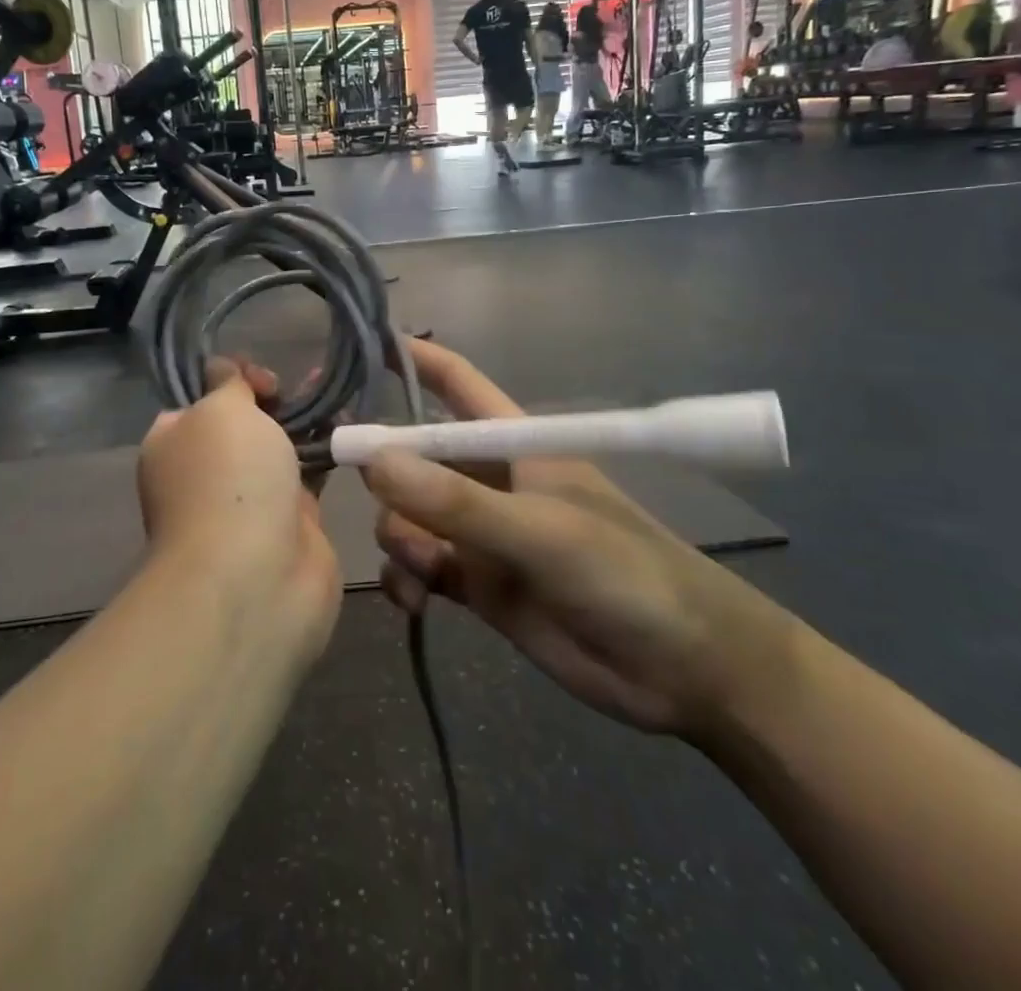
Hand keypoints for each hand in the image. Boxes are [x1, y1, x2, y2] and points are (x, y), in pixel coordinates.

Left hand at [137, 361, 341, 656]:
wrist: (256, 577)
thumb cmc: (227, 480)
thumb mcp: (219, 410)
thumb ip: (227, 384)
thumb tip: (222, 370)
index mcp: (173, 444)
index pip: (200, 400)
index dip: (231, 379)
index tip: (260, 378)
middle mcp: (206, 471)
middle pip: (243, 423)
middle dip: (272, 400)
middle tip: (299, 386)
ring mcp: (249, 500)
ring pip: (279, 448)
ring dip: (305, 421)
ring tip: (337, 392)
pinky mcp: (292, 523)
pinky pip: (310, 476)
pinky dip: (327, 452)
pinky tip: (350, 428)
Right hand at [364, 339, 793, 737]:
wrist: (685, 670)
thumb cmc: (626, 574)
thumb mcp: (540, 532)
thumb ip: (456, 502)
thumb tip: (370, 461)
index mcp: (513, 442)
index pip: (454, 383)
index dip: (408, 359)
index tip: (351, 350)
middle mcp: (489, 479)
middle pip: (414, 454)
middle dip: (379, 465)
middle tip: (334, 479)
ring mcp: (481, 532)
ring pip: (409, 514)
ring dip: (398, 535)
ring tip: (419, 569)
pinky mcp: (478, 583)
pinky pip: (420, 567)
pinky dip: (406, 578)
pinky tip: (412, 601)